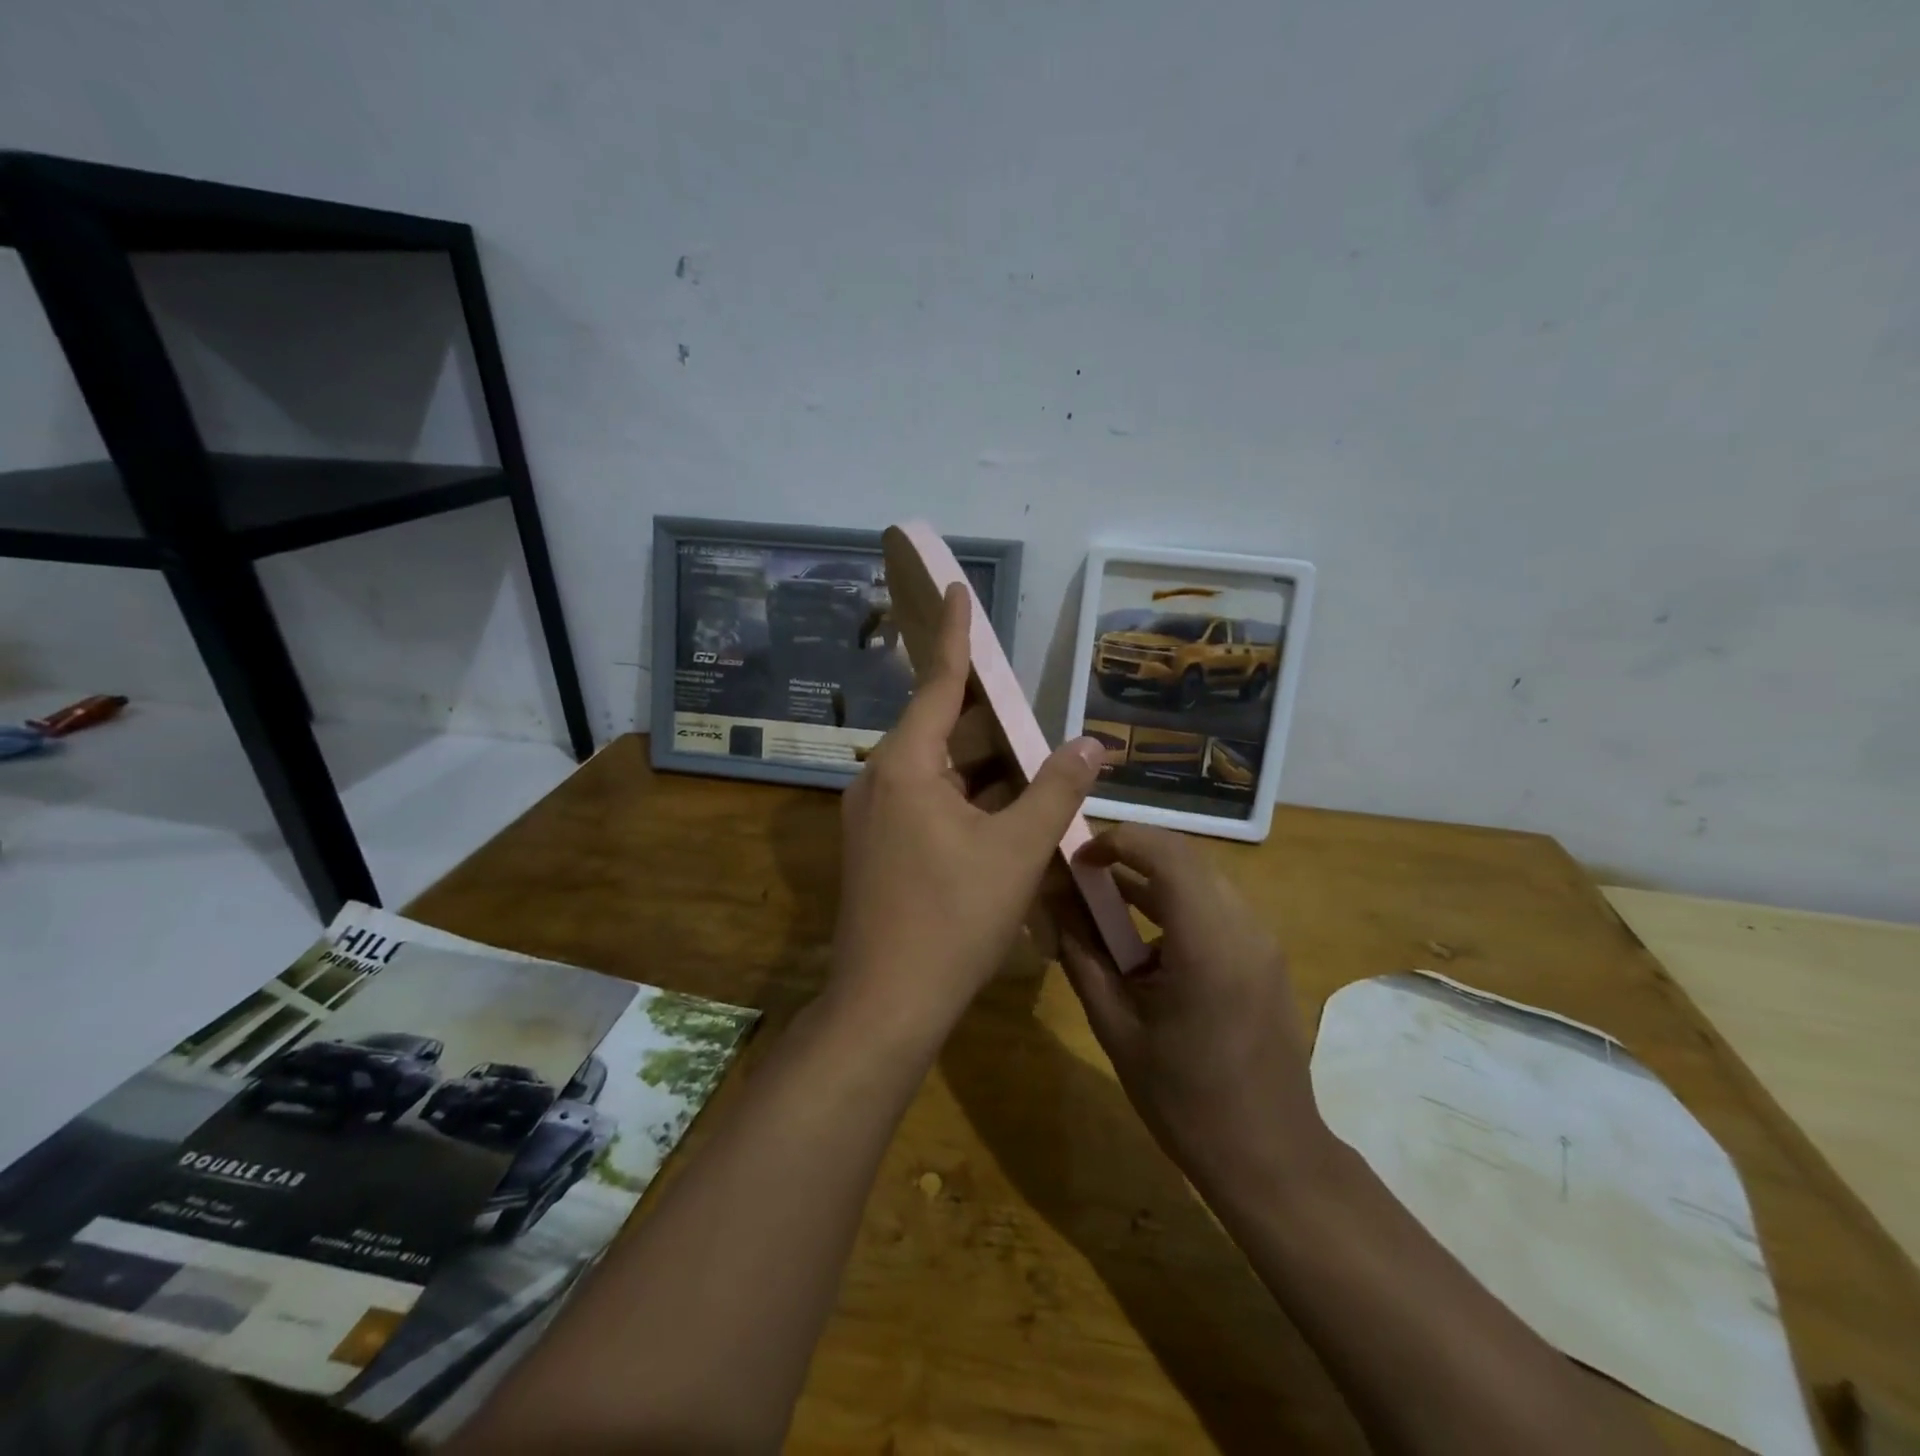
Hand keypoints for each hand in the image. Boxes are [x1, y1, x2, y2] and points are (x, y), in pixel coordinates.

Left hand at [832, 584, 1105, 1040]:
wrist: (886, 1003)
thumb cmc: (953, 919)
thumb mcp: (1018, 849)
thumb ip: (1057, 789)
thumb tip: (1093, 742)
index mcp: (904, 766)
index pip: (938, 682)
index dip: (955, 634)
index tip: (955, 588)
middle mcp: (879, 780)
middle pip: (939, 728)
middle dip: (986, 714)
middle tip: (1030, 700)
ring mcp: (873, 816)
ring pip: (936, 771)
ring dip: (983, 764)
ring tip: (1033, 754)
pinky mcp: (878, 848)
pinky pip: (927, 802)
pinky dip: (966, 797)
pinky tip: (1005, 809)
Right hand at [1057, 824, 1330, 1190]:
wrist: (1272, 1158)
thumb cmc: (1185, 1101)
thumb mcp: (1117, 1029)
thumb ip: (1082, 957)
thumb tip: (1052, 904)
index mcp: (1208, 943)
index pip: (1166, 853)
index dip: (1118, 840)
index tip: (1079, 860)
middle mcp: (1244, 927)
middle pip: (1185, 859)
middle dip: (1131, 856)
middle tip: (1084, 879)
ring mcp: (1262, 941)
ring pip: (1201, 879)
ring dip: (1152, 881)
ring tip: (1105, 909)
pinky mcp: (1266, 957)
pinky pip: (1216, 907)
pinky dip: (1176, 906)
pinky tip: (1146, 947)